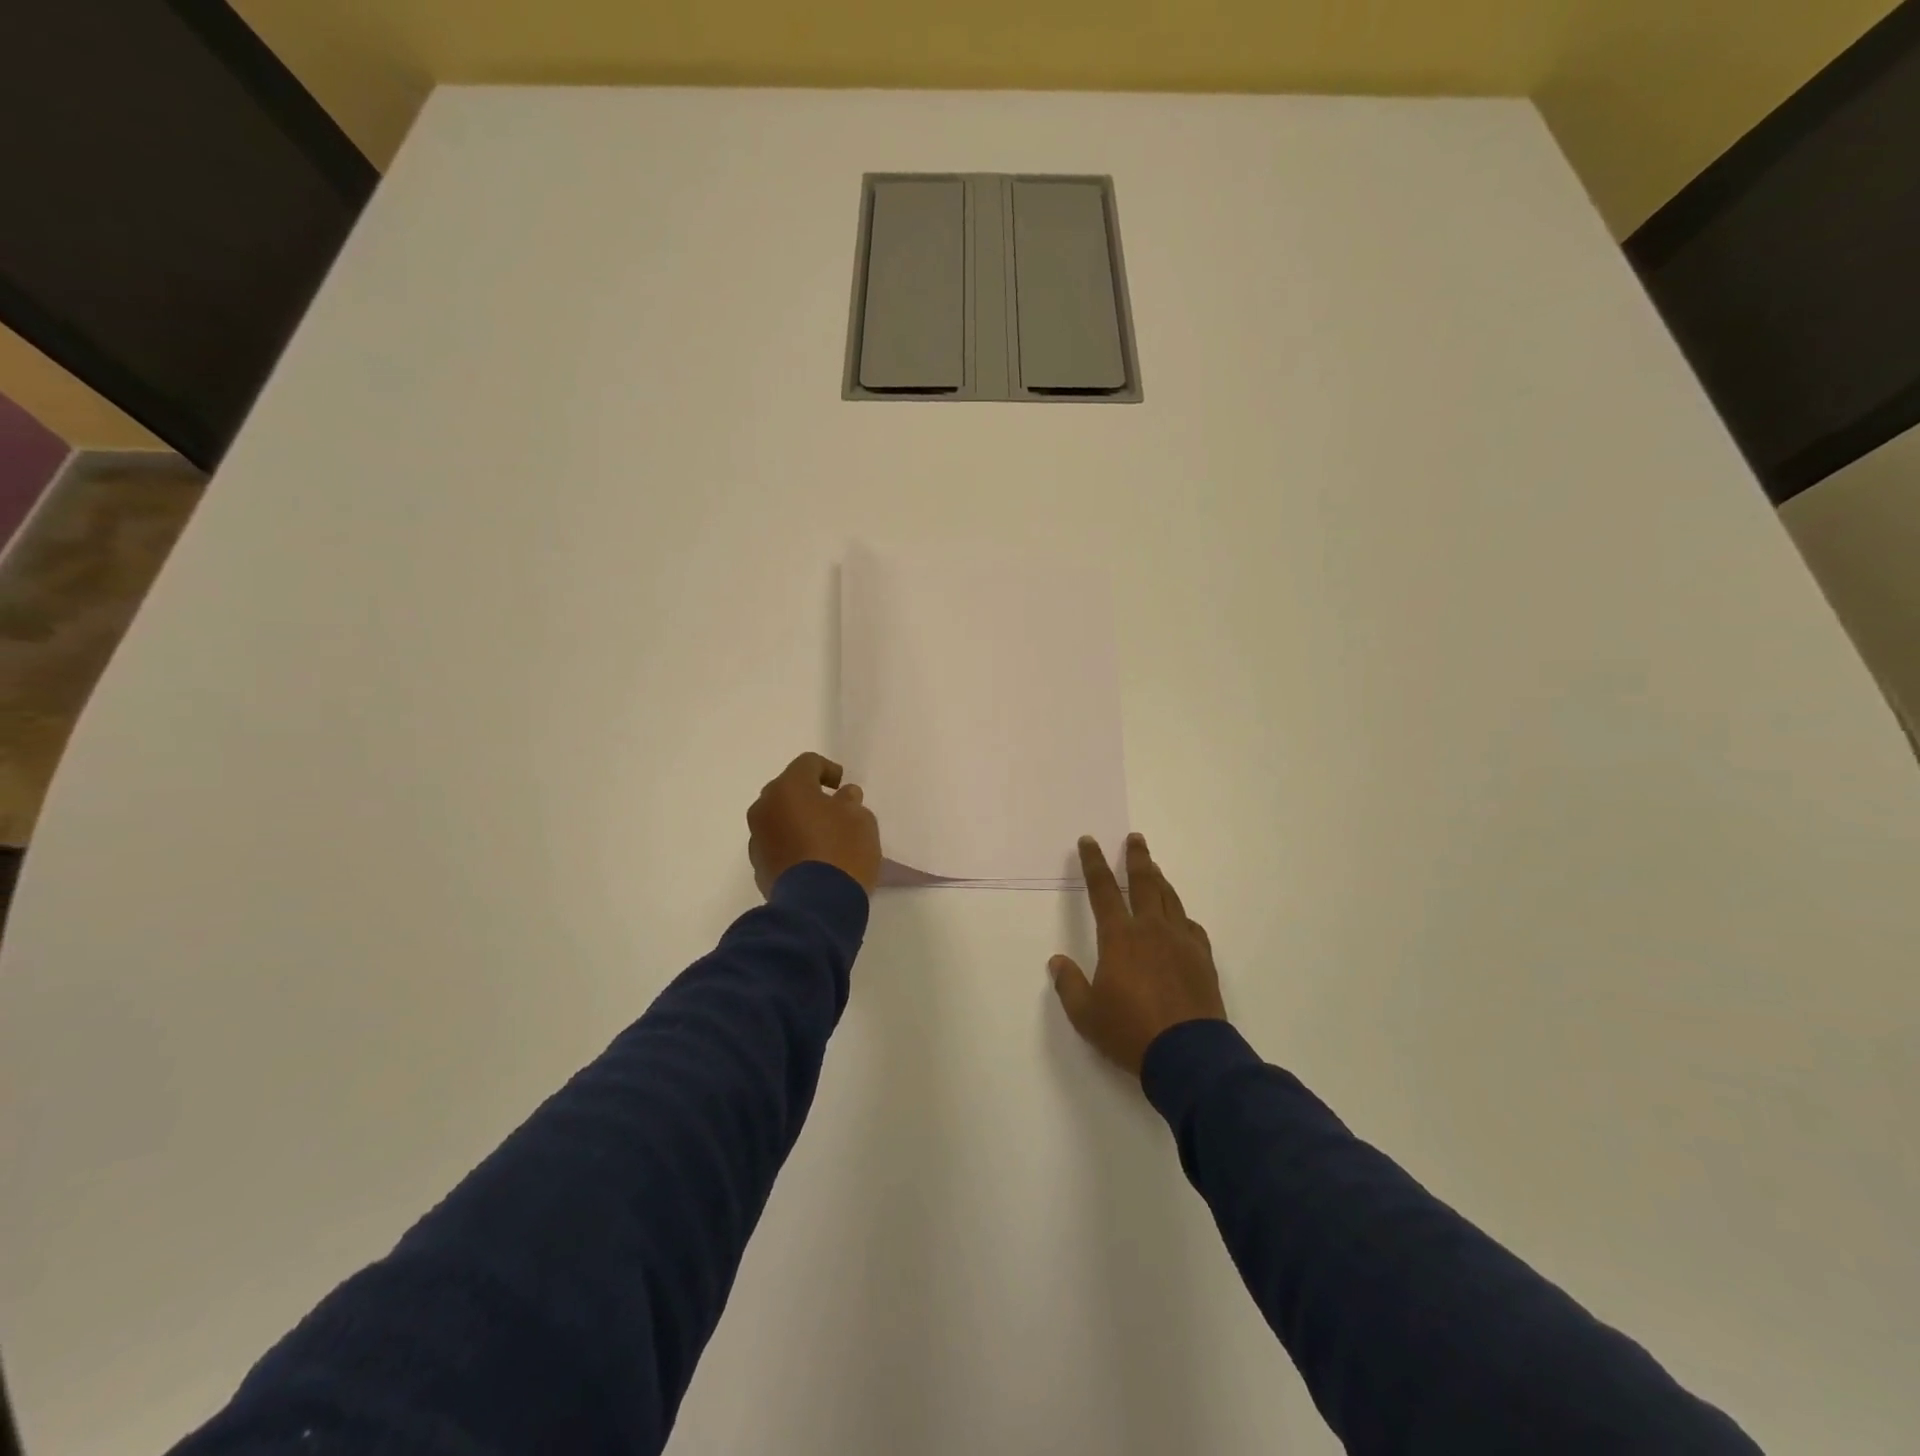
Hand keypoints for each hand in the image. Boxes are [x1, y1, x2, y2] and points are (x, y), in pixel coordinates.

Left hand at [747, 752, 881, 896]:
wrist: (817, 906)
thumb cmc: (843, 852)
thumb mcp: (861, 820)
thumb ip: (850, 802)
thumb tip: (842, 798)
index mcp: (789, 788)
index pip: (808, 763)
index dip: (828, 769)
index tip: (843, 786)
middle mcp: (765, 808)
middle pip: (787, 790)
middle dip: (809, 795)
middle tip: (833, 809)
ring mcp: (757, 838)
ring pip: (778, 818)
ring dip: (797, 821)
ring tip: (823, 837)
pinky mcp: (758, 866)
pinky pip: (776, 844)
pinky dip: (791, 844)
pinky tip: (812, 859)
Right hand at [1050, 833, 1226, 1077]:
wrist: (1189, 1054)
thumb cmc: (1130, 1031)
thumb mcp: (1086, 1014)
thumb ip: (1069, 985)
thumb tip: (1057, 962)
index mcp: (1119, 937)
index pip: (1102, 890)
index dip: (1093, 863)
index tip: (1088, 842)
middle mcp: (1151, 930)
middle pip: (1143, 883)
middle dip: (1136, 858)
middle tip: (1135, 838)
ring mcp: (1181, 942)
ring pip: (1169, 899)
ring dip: (1159, 880)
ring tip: (1154, 869)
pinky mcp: (1202, 959)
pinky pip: (1190, 927)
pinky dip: (1180, 916)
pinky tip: (1179, 920)